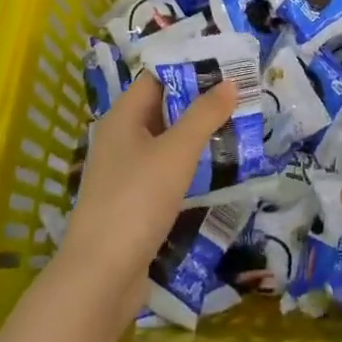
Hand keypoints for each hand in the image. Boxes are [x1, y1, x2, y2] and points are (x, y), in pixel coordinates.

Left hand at [60, 73, 236, 318]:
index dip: (189, 67)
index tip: (226, 65)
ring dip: (197, 136)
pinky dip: (189, 166)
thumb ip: (204, 115)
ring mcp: (125, 173)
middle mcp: (120, 139)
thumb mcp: (176, 152)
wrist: (101, 276)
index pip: (156, 77)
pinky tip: (218, 170)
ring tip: (238, 128)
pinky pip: (165, 172)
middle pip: (162, 108)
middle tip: (241, 96)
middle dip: (200, 102)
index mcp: (122, 117)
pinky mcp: (133, 203)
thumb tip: (230, 82)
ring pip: (166, 142)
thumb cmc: (137, 200)